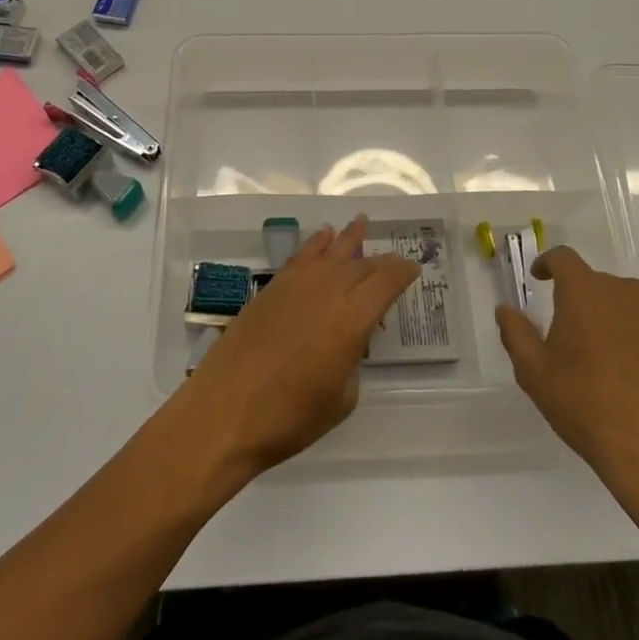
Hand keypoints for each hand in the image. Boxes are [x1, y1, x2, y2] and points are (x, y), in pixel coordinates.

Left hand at [174, 216, 417, 477]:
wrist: (225, 412)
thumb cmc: (289, 417)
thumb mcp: (340, 399)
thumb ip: (351, 361)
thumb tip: (345, 342)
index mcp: (352, 319)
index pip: (386, 283)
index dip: (402, 272)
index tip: (413, 267)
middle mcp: (327, 291)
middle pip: (360, 265)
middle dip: (380, 261)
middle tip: (392, 259)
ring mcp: (296, 286)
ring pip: (330, 251)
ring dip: (349, 238)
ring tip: (361, 222)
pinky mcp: (271, 289)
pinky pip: (302, 256)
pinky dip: (316, 244)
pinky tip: (323, 237)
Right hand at [497, 247, 638, 540]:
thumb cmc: (585, 408)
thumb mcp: (534, 374)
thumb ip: (516, 333)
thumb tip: (505, 308)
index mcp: (585, 293)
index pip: (564, 258)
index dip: (549, 264)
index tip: (541, 279)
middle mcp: (628, 293)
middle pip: (603, 285)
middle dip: (589, 303)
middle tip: (581, 339)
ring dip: (626, 323)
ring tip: (621, 363)